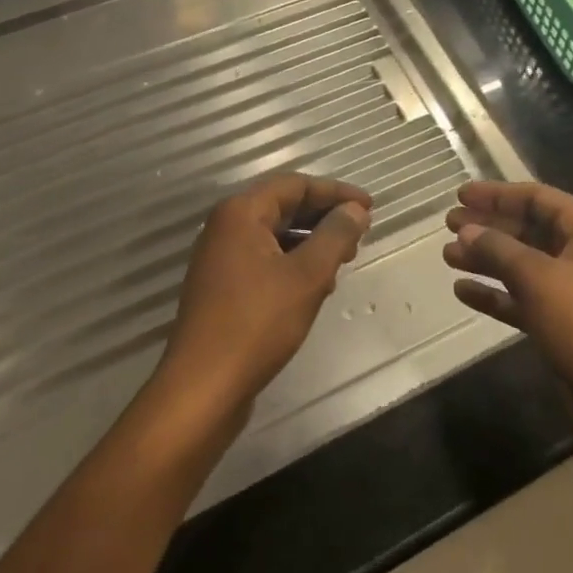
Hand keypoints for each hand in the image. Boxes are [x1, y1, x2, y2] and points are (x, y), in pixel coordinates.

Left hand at [158, 174, 371, 419]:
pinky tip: (315, 288)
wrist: (203, 388)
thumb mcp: (307, 276)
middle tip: (358, 237)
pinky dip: (293, 264)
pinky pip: (265, 260)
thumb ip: (335, 236)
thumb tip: (355, 210)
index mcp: (241, 212)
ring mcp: (221, 258)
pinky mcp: (222, 287)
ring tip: (342, 263)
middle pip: (283, 206)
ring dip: (311, 243)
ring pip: (275, 235)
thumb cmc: (257, 323)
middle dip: (324, 218)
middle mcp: (226, 227)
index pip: (295, 184)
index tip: (369, 208)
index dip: (336, 192)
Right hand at [445, 180, 572, 426]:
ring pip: (524, 265)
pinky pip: (525, 298)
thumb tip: (467, 230)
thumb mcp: (538, 279)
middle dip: (489, 227)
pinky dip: (496, 294)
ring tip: (448, 255)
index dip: (498, 194)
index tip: (461, 194)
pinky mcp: (564, 324)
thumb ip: (499, 250)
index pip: (539, 199)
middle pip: (530, 229)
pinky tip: (463, 291)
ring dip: (487, 259)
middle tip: (449, 224)